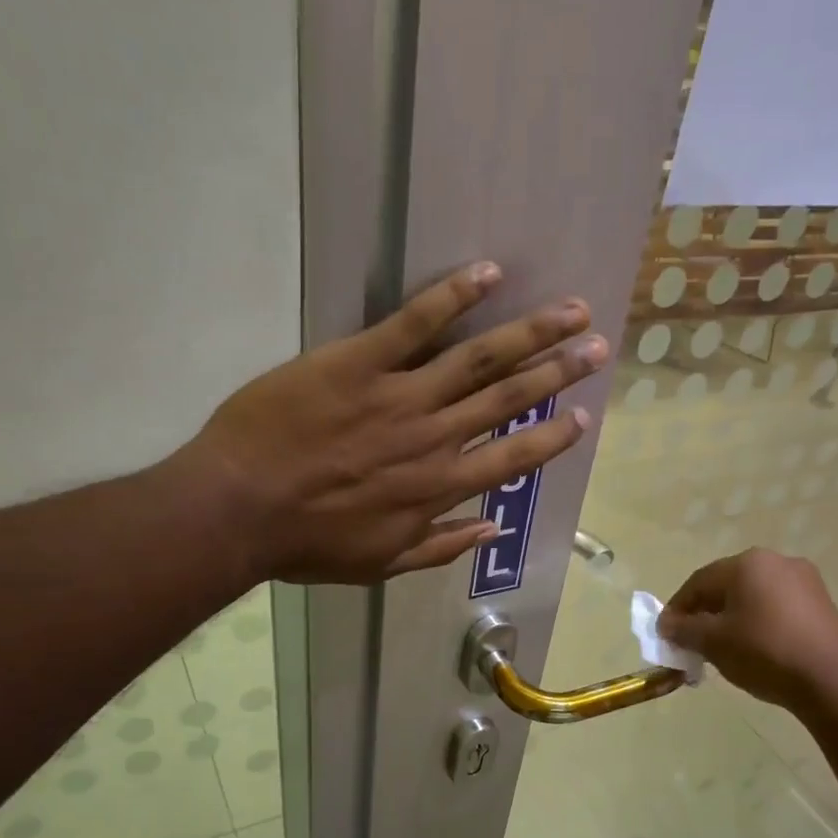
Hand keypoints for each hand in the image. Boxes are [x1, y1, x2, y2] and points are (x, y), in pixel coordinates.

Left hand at [187, 262, 607, 584]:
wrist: (239, 508)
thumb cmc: (307, 543)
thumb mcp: (379, 564)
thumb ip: (439, 546)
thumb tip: (490, 528)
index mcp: (438, 489)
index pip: (512, 459)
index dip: (551, 438)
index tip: (583, 417)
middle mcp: (434, 438)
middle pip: (508, 398)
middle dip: (558, 371)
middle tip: (599, 346)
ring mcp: (399, 395)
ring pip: (478, 358)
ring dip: (530, 333)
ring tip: (571, 310)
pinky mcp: (358, 361)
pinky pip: (415, 323)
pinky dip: (454, 296)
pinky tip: (489, 273)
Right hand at [659, 549, 837, 709]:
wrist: (832, 680)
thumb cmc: (764, 652)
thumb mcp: (713, 642)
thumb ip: (683, 629)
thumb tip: (666, 624)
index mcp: (747, 563)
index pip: (698, 582)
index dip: (677, 608)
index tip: (665, 634)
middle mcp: (775, 561)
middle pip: (726, 585)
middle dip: (704, 613)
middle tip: (691, 642)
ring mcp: (804, 580)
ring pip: (752, 596)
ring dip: (730, 618)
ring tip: (721, 648)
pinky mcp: (821, 602)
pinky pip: (776, 606)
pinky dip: (757, 622)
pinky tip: (753, 648)